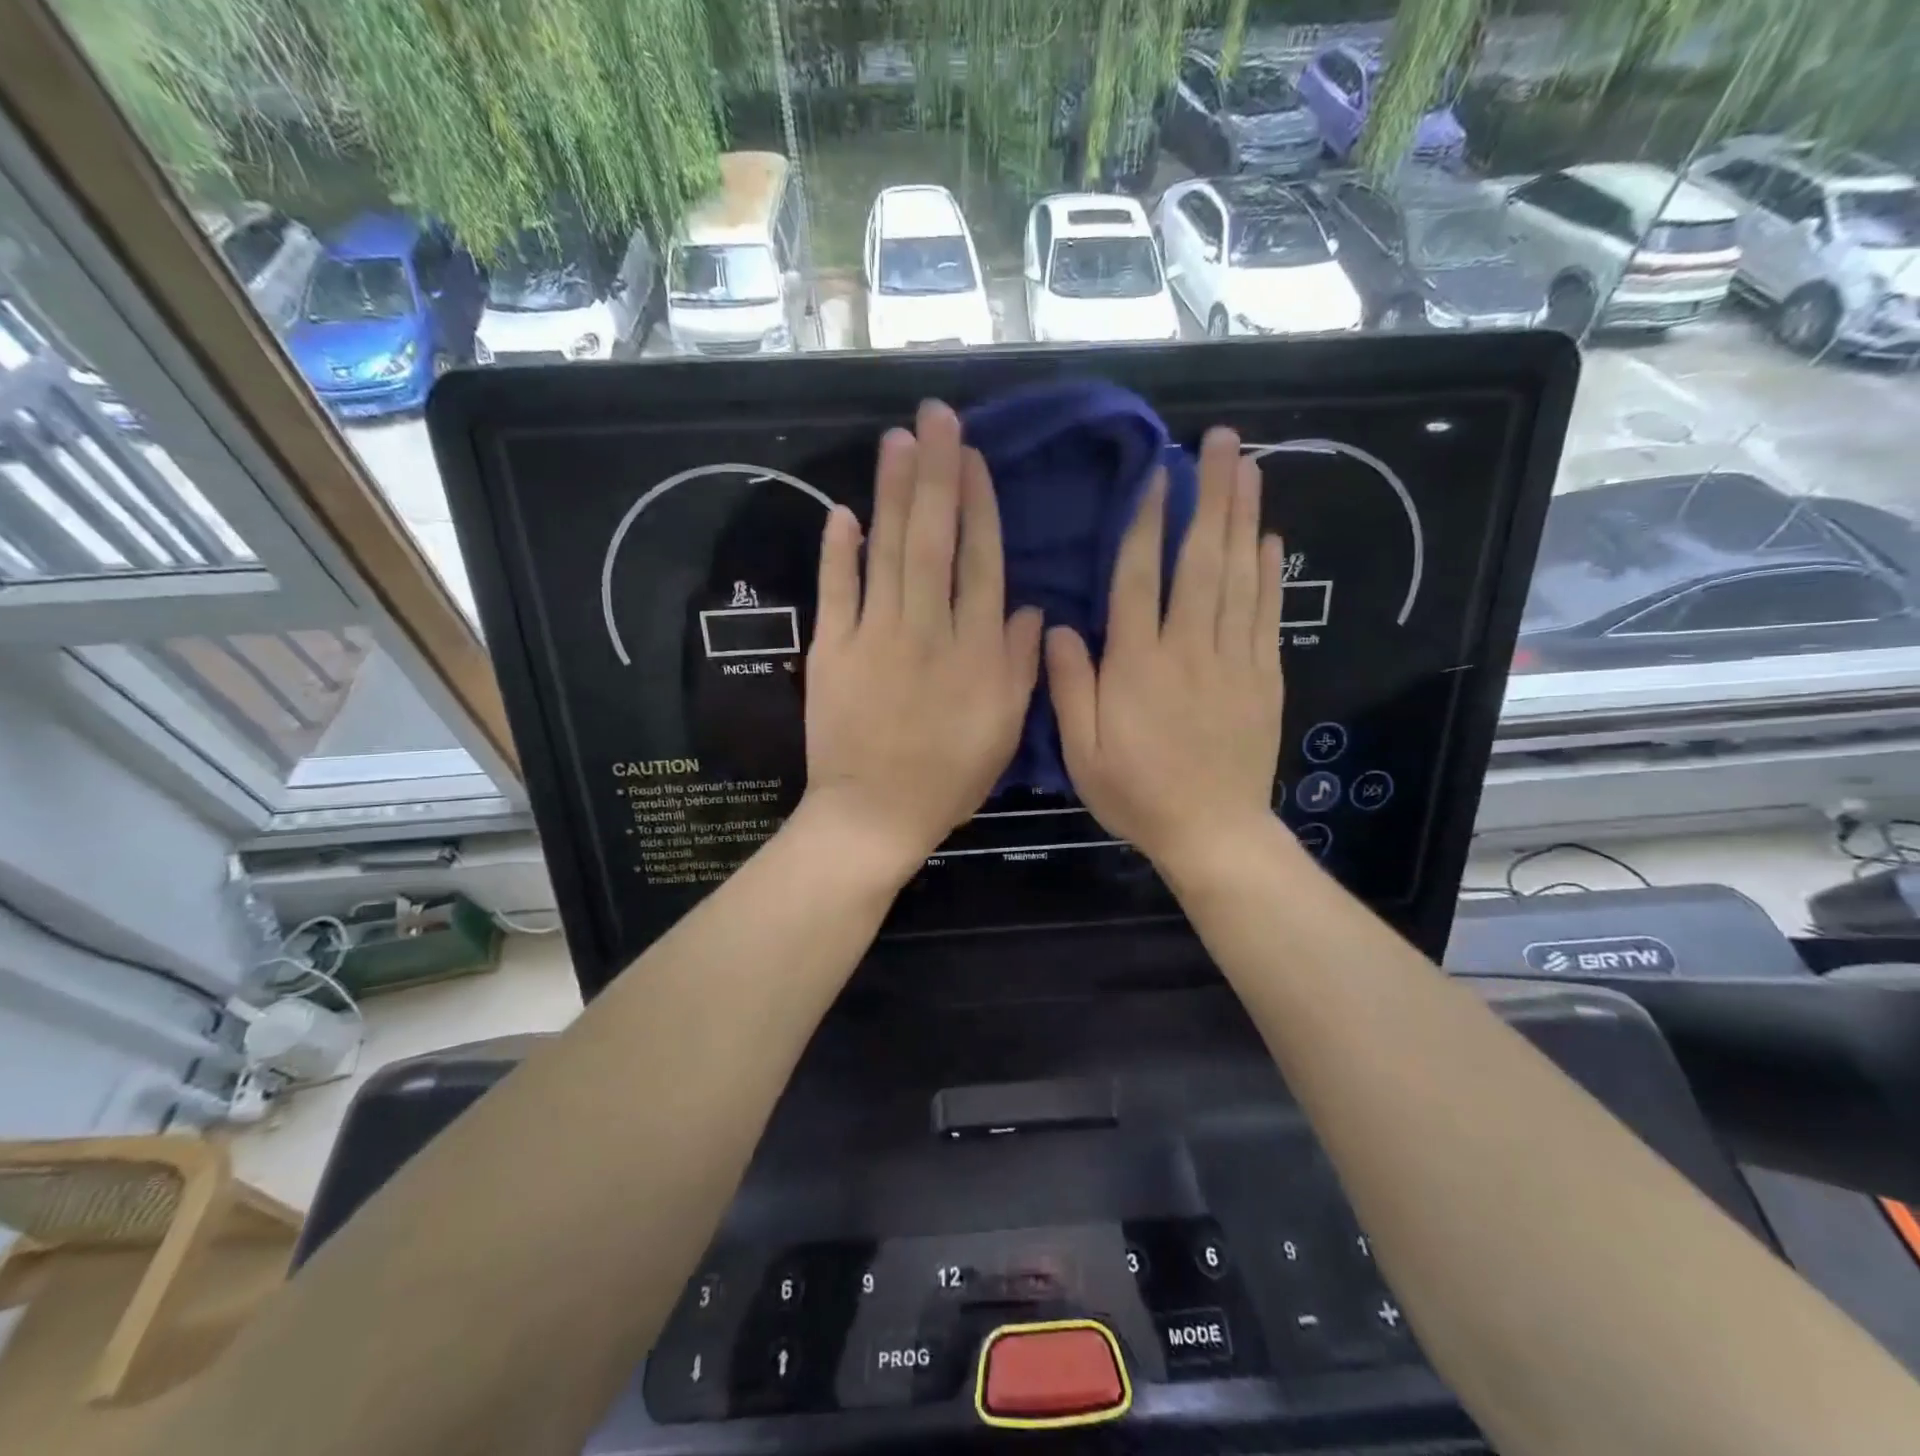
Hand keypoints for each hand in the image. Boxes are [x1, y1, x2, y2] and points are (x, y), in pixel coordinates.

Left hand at [801, 400, 1042, 875]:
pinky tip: (843, 512)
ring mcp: (875, 636)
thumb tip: (1032, 609)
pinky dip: (838, 551)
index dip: (979, 506)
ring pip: (887, 552)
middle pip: (933, 540)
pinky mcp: (832, 650)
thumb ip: (1020, 665)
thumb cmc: (949, 776)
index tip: (974, 459)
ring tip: (898, 441)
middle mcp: (928, 629)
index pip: (980, 563)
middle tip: (936, 417)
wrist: (875, 812)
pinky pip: (836, 591)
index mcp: (975, 650)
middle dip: (936, 474)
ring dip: (892, 493)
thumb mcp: (1004, 728)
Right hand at [1047, 427, 1284, 872]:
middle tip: (1219, 441)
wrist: (1213, 832)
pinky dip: (1269, 572)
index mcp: (1138, 664)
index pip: (1141, 578)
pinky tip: (1269, 537)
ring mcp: (1233, 660)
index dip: (1148, 522)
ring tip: (1247, 467)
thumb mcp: (1082, 751)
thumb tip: (1058, 626)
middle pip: (1201, 561)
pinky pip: (1267, 614)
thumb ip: (1070, 686)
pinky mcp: (1264, 676)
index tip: (1157, 473)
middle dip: (1209, 496)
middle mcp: (1189, 649)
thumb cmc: (1137, 792)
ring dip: (1242, 519)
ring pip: (1239, 577)